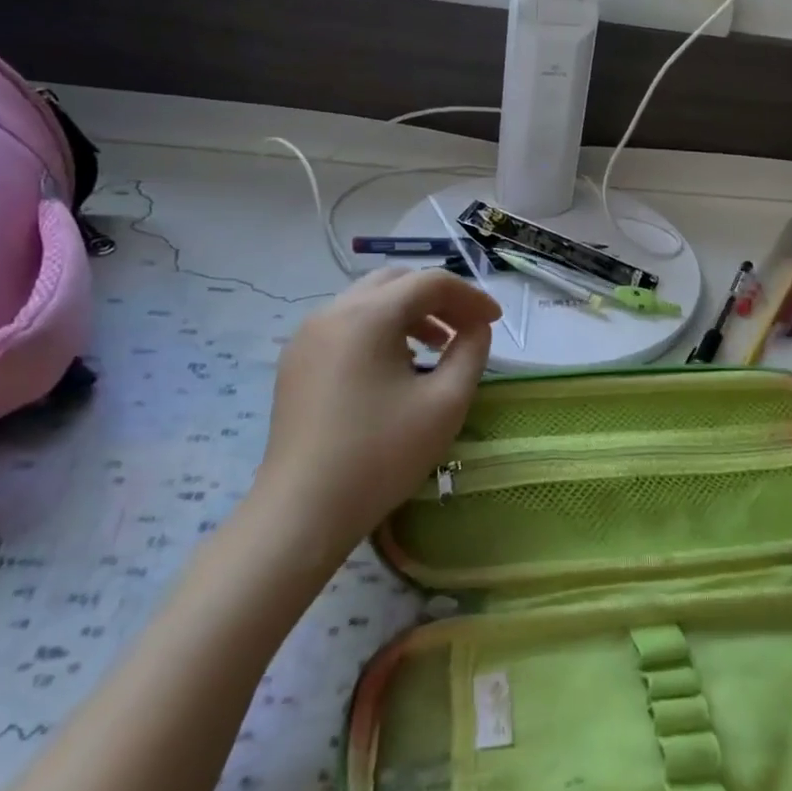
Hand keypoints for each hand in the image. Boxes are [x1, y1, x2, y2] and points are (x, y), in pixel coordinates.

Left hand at [248, 268, 499, 562]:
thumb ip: (470, 352)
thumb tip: (475, 328)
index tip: (495, 323)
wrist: (305, 508)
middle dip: (438, 299)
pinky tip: (396, 367)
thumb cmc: (382, 454)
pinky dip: (380, 330)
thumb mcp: (446, 402)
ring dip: (409, 313)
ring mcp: (307, 336)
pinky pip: (346, 325)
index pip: (430, 282)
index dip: (470, 296)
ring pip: (368, 302)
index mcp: (368, 315)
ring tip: (436, 348)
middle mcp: (332, 312)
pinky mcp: (296, 362)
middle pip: (396, 282)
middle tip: (467, 328)